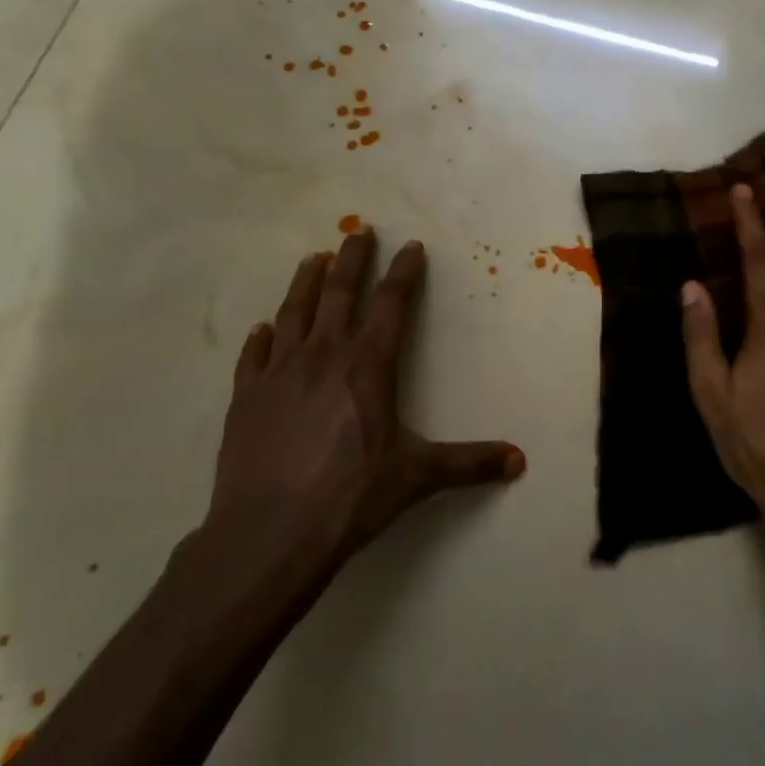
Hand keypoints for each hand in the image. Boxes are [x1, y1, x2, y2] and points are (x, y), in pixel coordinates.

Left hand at [203, 227, 524, 587]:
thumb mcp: (418, 476)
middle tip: (359, 231)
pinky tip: (263, 328)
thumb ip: (469, 463)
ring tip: (313, 258)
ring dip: (305, 283)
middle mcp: (323, 356)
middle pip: (340, 293)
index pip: (391, 304)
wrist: (269, 534)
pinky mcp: (245, 399)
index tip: (411, 246)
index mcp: (368, 365)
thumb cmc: (351, 496)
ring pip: (295, 313)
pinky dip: (260, 338)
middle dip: (352, 259)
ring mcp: (279, 374)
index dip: (404, 272)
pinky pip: (253, 357)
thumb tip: (519, 461)